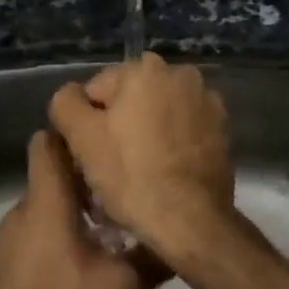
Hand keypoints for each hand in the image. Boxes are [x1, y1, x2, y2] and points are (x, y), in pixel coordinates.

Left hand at [0, 130, 167, 288]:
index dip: (73, 131)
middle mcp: (24, 210)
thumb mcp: (124, 285)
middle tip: (125, 180)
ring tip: (115, 218)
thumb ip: (154, 253)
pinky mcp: (10, 260)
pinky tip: (89, 251)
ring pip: (47, 201)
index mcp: (47, 202)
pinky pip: (38, 226)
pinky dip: (61, 226)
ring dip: (76, 203)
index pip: (48, 142)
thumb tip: (184, 231)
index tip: (105, 134)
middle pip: (52, 171)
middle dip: (86, 171)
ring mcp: (12, 236)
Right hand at [47, 54, 234, 267]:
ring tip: (139, 171)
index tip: (88, 153)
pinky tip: (165, 171)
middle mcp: (181, 74)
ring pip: (158, 114)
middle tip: (111, 164)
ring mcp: (206, 101)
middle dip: (119, 124)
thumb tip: (72, 96)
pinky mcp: (222, 129)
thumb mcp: (81, 137)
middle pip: (131, 99)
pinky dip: (172, 143)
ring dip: (147, 132)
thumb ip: (66, 103)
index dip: (86, 123)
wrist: (190, 220)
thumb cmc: (131, 175)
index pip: (96, 90)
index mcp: (145, 68)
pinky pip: (183, 130)